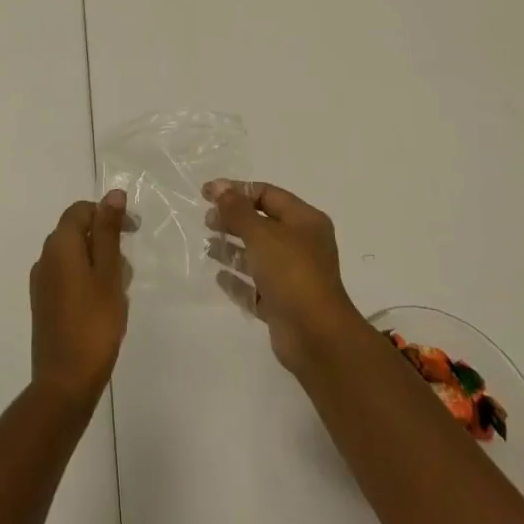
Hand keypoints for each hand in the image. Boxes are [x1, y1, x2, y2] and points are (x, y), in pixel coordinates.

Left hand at [29, 190, 128, 406]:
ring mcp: (41, 283)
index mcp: (59, 245)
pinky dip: (87, 281)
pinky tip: (104, 306)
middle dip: (105, 241)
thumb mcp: (109, 273)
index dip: (107, 213)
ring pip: (74, 257)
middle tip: (128, 268)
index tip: (133, 231)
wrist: (65, 382)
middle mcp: (45, 258)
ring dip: (98, 264)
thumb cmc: (94, 324)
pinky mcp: (43, 305)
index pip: (81, 210)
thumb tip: (112, 194)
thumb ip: (109, 231)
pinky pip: (67, 278)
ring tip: (119, 292)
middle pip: (76, 232)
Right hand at [205, 180, 368, 376]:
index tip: (207, 194)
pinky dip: (238, 281)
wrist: (316, 336)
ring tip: (208, 247)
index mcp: (305, 221)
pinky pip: (256, 287)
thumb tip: (219, 187)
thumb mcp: (261, 234)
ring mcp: (293, 276)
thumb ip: (237, 210)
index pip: (268, 195)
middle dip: (233, 220)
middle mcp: (302, 245)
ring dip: (233, 249)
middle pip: (262, 224)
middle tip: (207, 221)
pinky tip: (219, 277)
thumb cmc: (291, 272)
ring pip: (258, 256)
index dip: (237, 191)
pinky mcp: (283, 304)